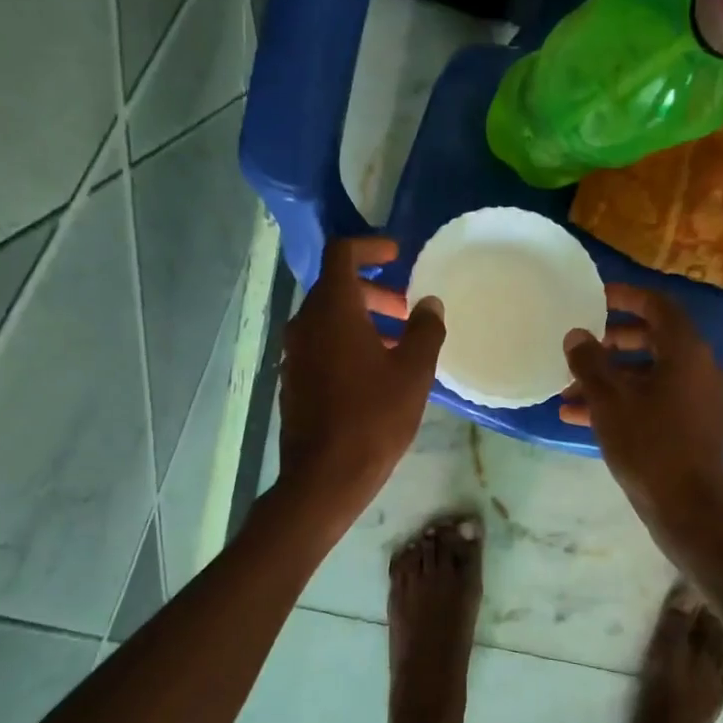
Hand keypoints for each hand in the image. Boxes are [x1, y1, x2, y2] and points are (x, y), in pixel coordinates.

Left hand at [278, 237, 444, 527]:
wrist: (324, 476)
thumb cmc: (373, 418)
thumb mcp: (413, 372)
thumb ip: (425, 331)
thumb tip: (429, 305)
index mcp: (332, 310)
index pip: (342, 254)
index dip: (370, 246)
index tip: (396, 254)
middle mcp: (305, 324)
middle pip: (335, 288)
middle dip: (373, 291)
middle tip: (405, 310)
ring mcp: (295, 353)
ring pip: (328, 319)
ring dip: (361, 319)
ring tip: (396, 344)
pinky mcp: (293, 380)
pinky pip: (321, 345)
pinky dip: (346, 343)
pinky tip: (373, 373)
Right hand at [560, 284, 722, 559]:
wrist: (685, 507)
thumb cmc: (647, 445)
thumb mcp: (609, 401)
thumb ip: (589, 362)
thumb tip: (577, 335)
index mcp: (687, 352)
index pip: (659, 306)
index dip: (627, 297)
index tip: (596, 297)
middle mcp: (701, 368)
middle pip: (654, 339)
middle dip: (612, 342)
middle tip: (582, 347)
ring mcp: (700, 398)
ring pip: (650, 374)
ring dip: (611, 378)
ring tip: (569, 391)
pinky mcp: (694, 424)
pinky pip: (656, 398)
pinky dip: (624, 400)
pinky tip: (580, 415)